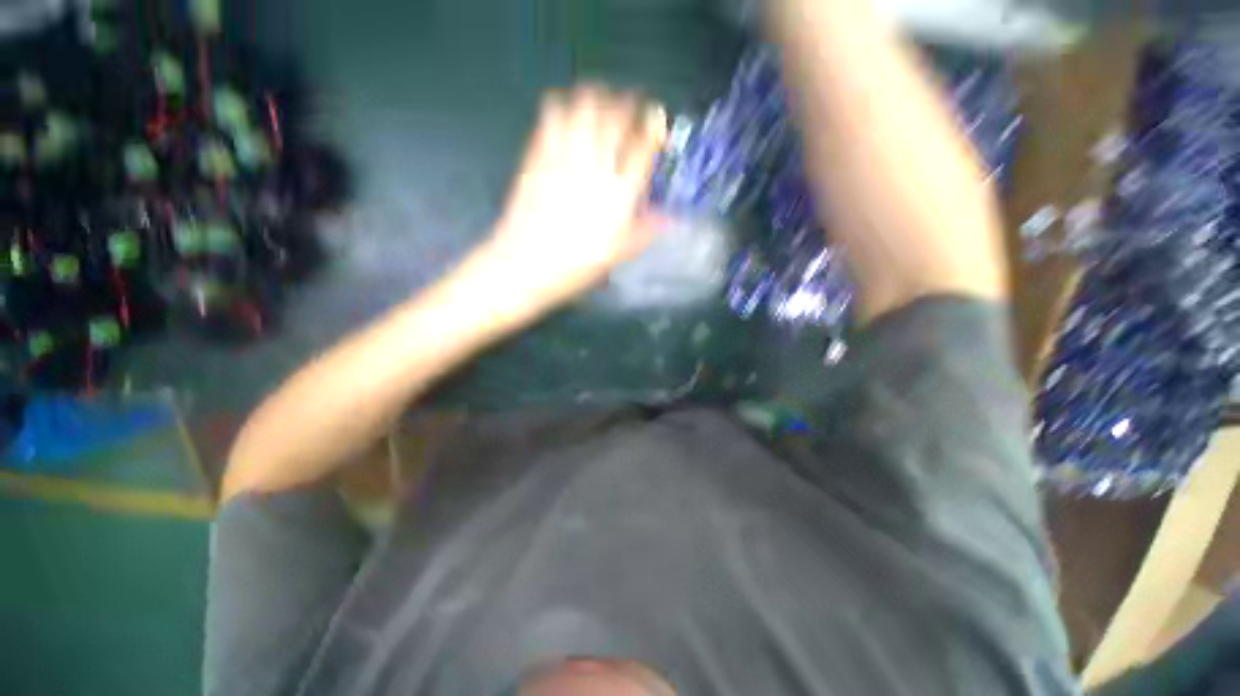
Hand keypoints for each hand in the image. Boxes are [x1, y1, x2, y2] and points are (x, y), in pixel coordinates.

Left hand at [487, 85, 667, 308]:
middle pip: (615, 116)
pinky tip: (567, 115)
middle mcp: (594, 167)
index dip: (653, 128)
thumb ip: (644, 232)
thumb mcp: (615, 255)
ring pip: (583, 106)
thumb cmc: (574, 267)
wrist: (522, 265)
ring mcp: (563, 157)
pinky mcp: (536, 155)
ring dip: (596, 97)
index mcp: (618, 195)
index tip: (655, 121)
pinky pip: (551, 116)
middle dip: (627, 104)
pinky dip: (563, 107)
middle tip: (630, 107)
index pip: (643, 147)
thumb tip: (670, 219)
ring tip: (601, 103)